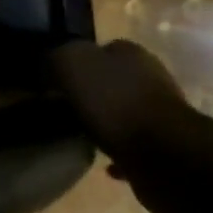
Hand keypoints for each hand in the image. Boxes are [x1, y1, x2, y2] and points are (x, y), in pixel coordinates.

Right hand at [49, 41, 195, 212]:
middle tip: (62, 108)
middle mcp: (150, 78)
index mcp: (132, 54)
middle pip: (113, 80)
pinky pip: (132, 145)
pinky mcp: (164, 145)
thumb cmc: (115, 103)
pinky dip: (117, 152)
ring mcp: (160, 113)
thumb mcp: (72, 65)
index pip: (101, 49)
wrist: (162, 153)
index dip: (76, 63)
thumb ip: (57, 57)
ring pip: (123, 112)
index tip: (54, 82)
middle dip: (90, 93)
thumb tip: (48, 65)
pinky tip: (102, 164)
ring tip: (79, 135)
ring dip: (104, 122)